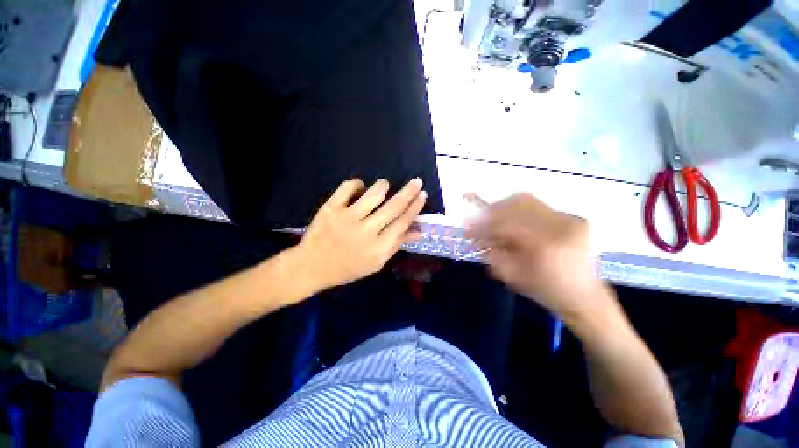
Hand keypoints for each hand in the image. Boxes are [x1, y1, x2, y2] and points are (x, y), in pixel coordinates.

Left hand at [293, 178, 426, 293]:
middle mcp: (366, 231)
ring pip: (374, 193)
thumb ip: (397, 245)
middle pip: (393, 206)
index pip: (403, 222)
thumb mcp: (376, 262)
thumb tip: (418, 230)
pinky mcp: (331, 208)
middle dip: (408, 191)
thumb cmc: (348, 268)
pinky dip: (358, 184)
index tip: (422, 194)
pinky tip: (360, 189)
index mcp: (379, 247)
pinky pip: (349, 187)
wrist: (312, 267)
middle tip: (416, 180)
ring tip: (385, 185)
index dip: (415, 207)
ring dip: (383, 185)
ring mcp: (347, 218)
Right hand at [465, 193, 610, 322]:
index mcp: (547, 247)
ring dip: (503, 207)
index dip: (483, 225)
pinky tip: (510, 220)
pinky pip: (537, 205)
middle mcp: (561, 226)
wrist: (585, 297)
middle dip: (491, 211)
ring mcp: (570, 218)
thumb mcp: (513, 278)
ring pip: (527, 200)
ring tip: (492, 218)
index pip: (506, 225)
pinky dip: (517, 209)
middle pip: (516, 204)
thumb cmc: (547, 293)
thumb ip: (492, 254)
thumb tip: (475, 237)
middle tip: (478, 220)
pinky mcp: (573, 217)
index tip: (467, 229)